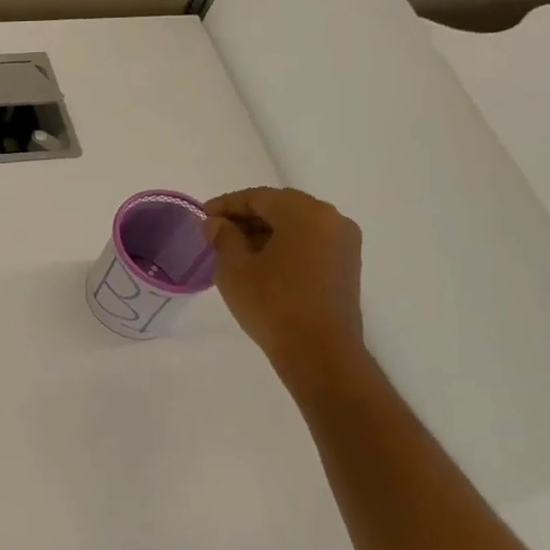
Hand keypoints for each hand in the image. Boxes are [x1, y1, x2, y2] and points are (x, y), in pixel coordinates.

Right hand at [204, 187, 365, 378]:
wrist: (319, 351)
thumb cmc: (272, 303)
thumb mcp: (234, 268)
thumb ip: (223, 237)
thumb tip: (217, 223)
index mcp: (305, 213)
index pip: (258, 197)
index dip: (227, 204)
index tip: (203, 216)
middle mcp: (331, 219)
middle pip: (281, 207)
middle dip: (246, 217)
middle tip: (216, 232)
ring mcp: (343, 243)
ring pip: (297, 225)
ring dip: (265, 232)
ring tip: (235, 249)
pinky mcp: (346, 265)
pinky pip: (309, 243)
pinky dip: (284, 245)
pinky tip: (261, 263)